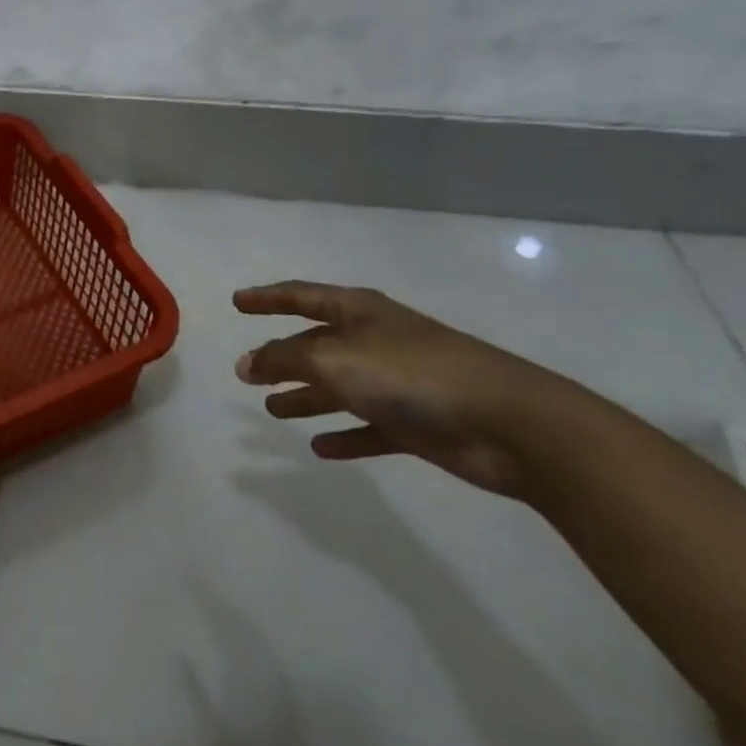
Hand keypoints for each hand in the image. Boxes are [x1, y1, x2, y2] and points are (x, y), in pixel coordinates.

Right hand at [234, 281, 572, 496]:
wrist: (508, 423)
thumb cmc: (410, 374)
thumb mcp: (333, 359)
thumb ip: (283, 359)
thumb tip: (245, 363)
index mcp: (357, 312)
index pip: (300, 296)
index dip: (266, 298)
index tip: (237, 303)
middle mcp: (374, 341)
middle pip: (317, 344)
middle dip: (281, 357)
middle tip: (247, 372)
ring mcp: (397, 382)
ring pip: (339, 387)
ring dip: (306, 397)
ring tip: (272, 410)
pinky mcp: (417, 424)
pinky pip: (369, 427)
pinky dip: (344, 435)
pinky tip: (320, 449)